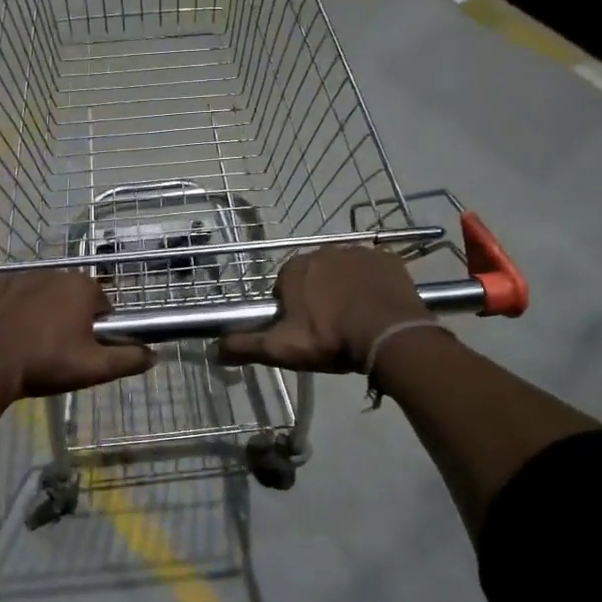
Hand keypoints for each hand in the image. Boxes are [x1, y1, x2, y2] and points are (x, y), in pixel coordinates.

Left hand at [0, 270, 152, 407]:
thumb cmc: (45, 364)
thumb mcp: (95, 369)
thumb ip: (129, 359)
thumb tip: (155, 354)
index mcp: (81, 287)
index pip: (103, 305)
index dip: (99, 329)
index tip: (85, 350)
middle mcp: (53, 272)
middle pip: (72, 297)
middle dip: (71, 318)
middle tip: (60, 351)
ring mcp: (18, 277)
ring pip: (42, 294)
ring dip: (42, 312)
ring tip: (32, 344)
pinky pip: (10, 296)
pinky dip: (12, 309)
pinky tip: (8, 332)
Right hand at [218, 246, 431, 372]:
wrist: (389, 335)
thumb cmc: (330, 339)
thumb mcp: (281, 349)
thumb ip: (245, 346)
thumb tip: (212, 350)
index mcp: (294, 269)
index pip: (284, 287)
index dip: (291, 310)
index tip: (303, 331)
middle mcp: (323, 251)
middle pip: (314, 277)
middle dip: (318, 297)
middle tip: (329, 329)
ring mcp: (358, 252)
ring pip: (343, 272)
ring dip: (345, 290)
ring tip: (355, 321)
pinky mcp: (387, 259)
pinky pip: (373, 271)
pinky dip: (372, 285)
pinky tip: (376, 309)